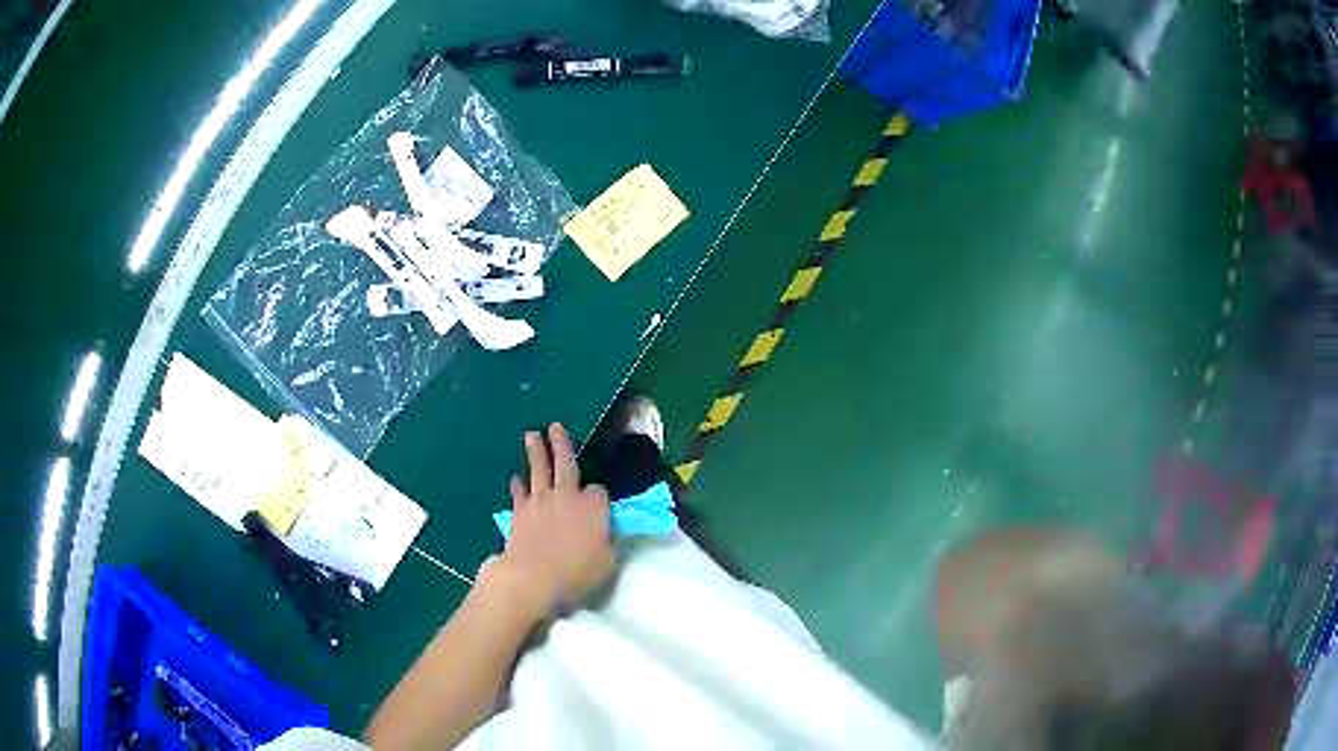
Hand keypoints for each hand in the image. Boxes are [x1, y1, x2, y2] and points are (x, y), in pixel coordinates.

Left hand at [489, 423, 614, 619]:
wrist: (532, 576)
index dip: (599, 498)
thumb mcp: (607, 563)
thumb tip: (607, 537)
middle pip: (566, 464)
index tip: (599, 506)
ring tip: (532, 435)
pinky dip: (518, 486)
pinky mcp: (520, 512)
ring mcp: (540, 502)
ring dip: (536, 452)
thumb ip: (608, 545)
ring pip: (539, 470)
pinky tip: (516, 479)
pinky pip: (519, 494)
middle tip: (555, 426)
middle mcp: (567, 496)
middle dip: (561, 444)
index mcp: (593, 507)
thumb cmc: (576, 572)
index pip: (599, 492)